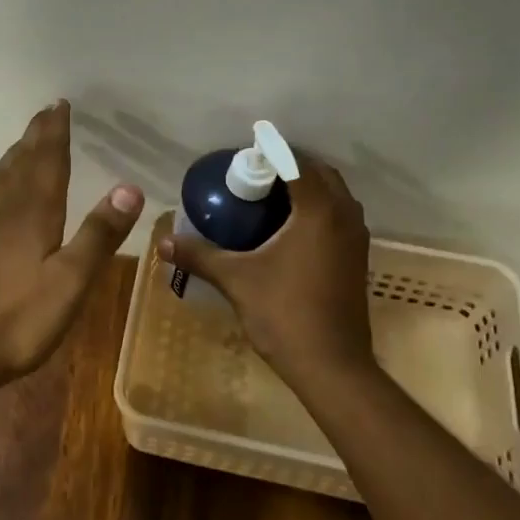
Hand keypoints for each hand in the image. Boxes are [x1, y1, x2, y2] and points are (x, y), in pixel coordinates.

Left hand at [0, 101, 143, 394]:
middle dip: (36, 137)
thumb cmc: (21, 318)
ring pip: (3, 182)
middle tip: (46, 112)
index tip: (60, 104)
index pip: (47, 162)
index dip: (54, 133)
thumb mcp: (71, 279)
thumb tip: (129, 186)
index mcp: (34, 214)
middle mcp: (8, 214)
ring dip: (16, 157)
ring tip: (24, 142)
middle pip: (23, 164)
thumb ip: (99, 234)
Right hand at [159, 158, 375, 385]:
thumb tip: (162, 241)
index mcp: (319, 212)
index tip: (244, 154)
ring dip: (307, 187)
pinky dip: (317, 209)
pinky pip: (338, 217)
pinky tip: (288, 228)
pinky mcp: (357, 259)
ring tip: (269, 196)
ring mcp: (356, 239)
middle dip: (290, 166)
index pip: (298, 164)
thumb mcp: (236, 280)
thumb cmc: (285, 314)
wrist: (332, 366)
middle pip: (320, 174)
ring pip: (335, 196)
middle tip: (253, 174)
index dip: (272, 153)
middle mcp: (344, 217)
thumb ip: (199, 255)